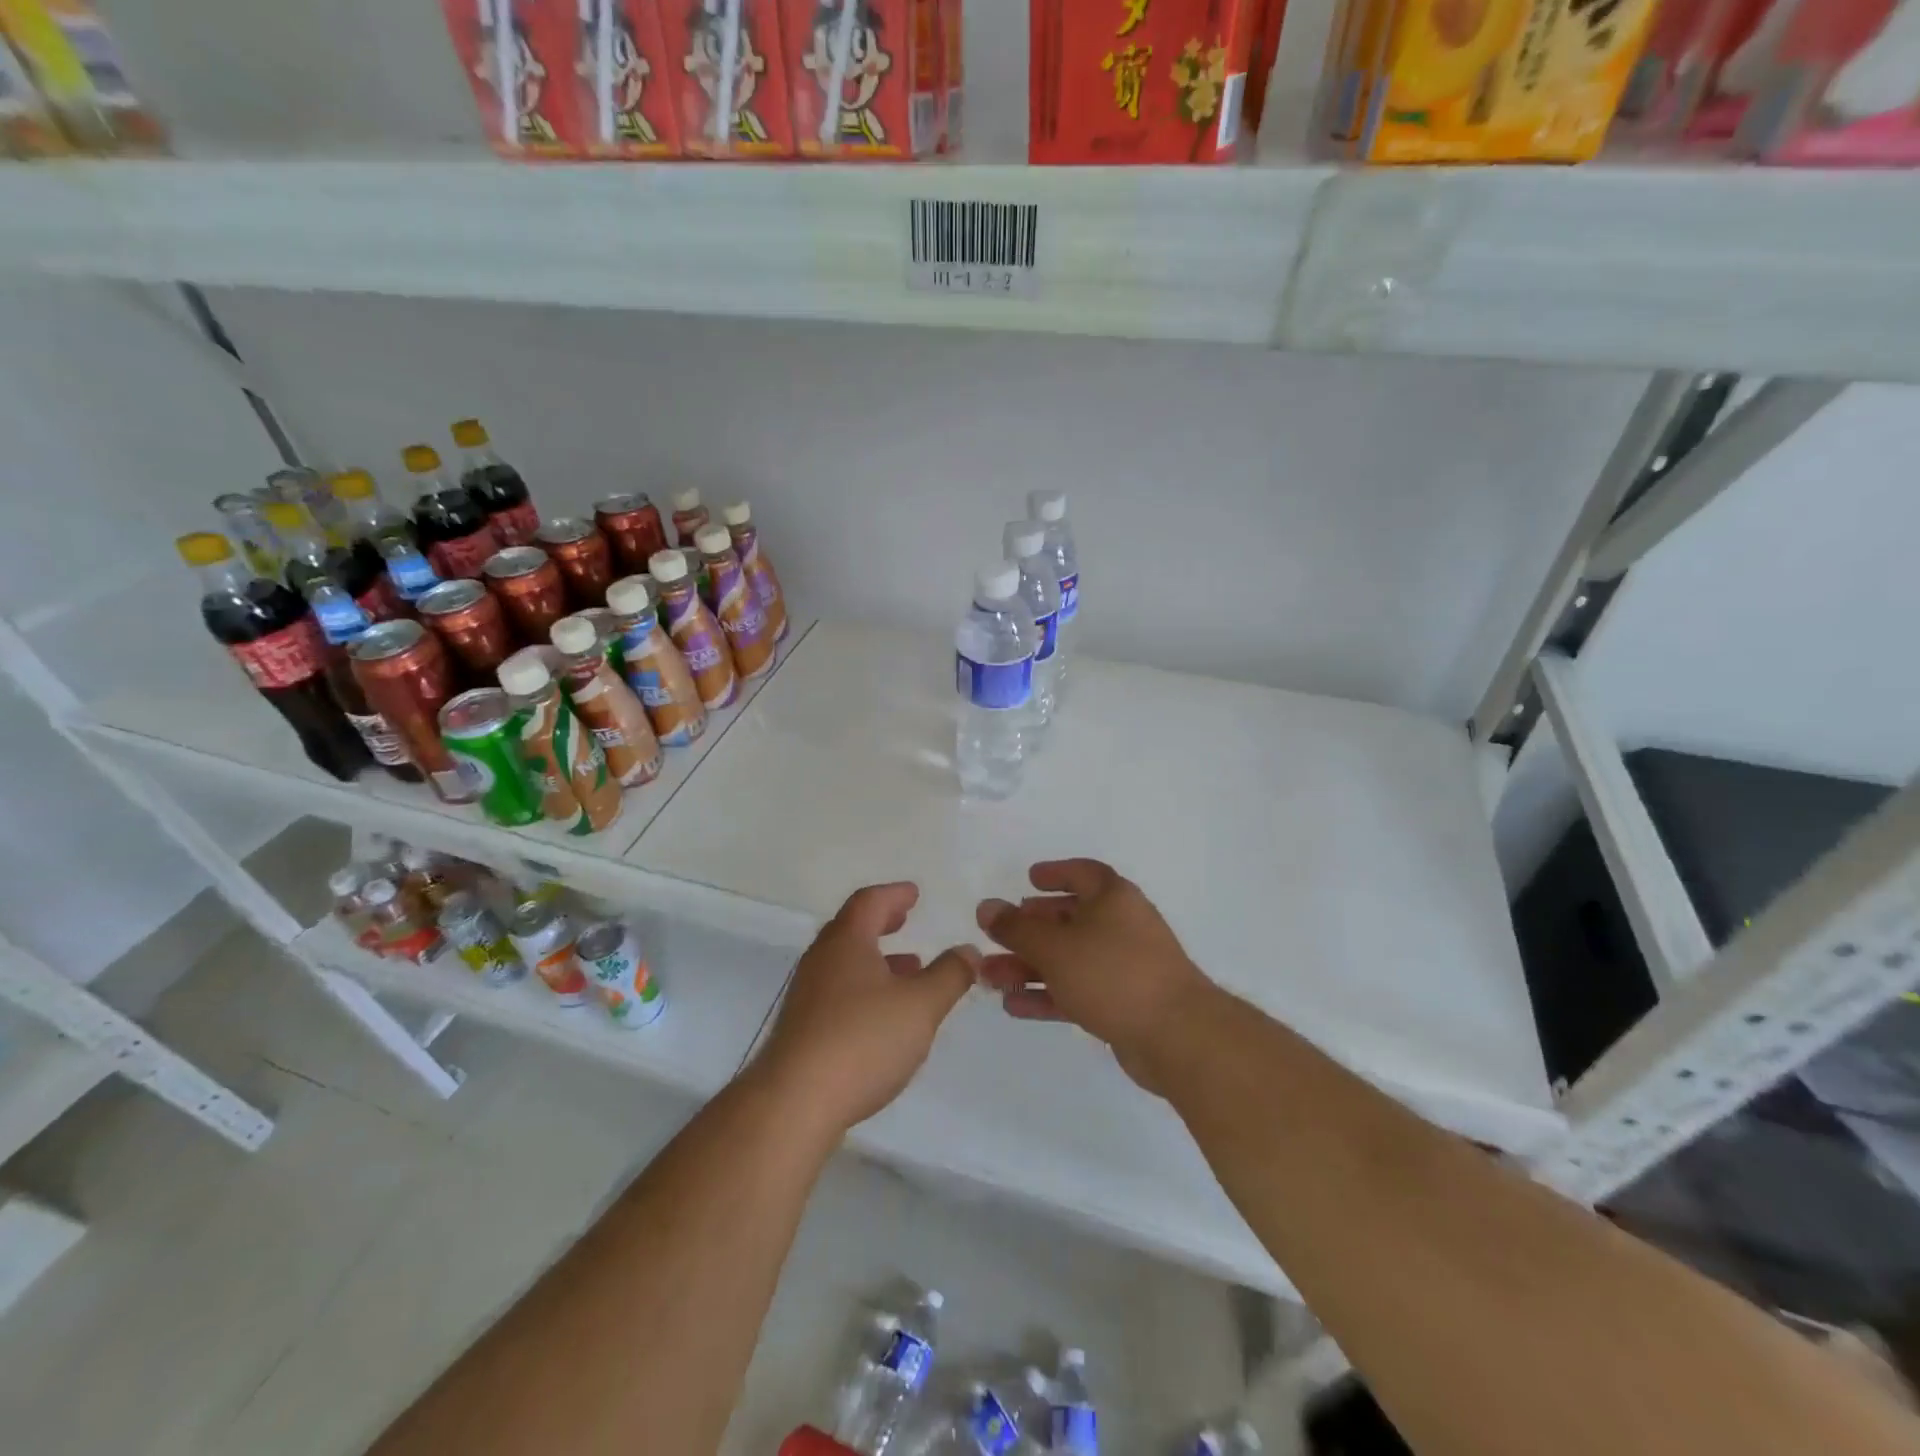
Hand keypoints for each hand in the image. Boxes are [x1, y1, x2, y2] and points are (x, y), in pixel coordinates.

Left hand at [754, 882, 977, 1134]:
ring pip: (844, 963)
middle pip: (851, 928)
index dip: (894, 894)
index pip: (869, 902)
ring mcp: (807, 996)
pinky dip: (865, 987)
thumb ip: (949, 975)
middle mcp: (821, 961)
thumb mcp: (921, 1005)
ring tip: (908, 968)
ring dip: (876, 958)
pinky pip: (838, 992)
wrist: (794, 1103)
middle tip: (904, 919)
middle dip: (881, 922)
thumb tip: (967, 950)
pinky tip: (884, 1014)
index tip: (913, 893)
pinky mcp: (802, 1029)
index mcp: (846, 942)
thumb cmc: (862, 1040)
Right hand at [976, 859, 1213, 1095]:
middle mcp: (1121, 926)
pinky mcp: (1124, 1003)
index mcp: (1113, 898)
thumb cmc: (1113, 974)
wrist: (1177, 1036)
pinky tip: (1014, 1005)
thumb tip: (987, 907)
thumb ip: (1016, 928)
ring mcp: (1124, 966)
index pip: (1082, 873)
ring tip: (990, 976)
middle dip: (1030, 929)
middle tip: (998, 934)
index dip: (1055, 873)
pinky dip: (1048, 994)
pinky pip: (1078, 990)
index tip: (1028, 879)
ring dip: (1030, 966)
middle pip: (1069, 919)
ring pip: (1069, 958)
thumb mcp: (1055, 947)